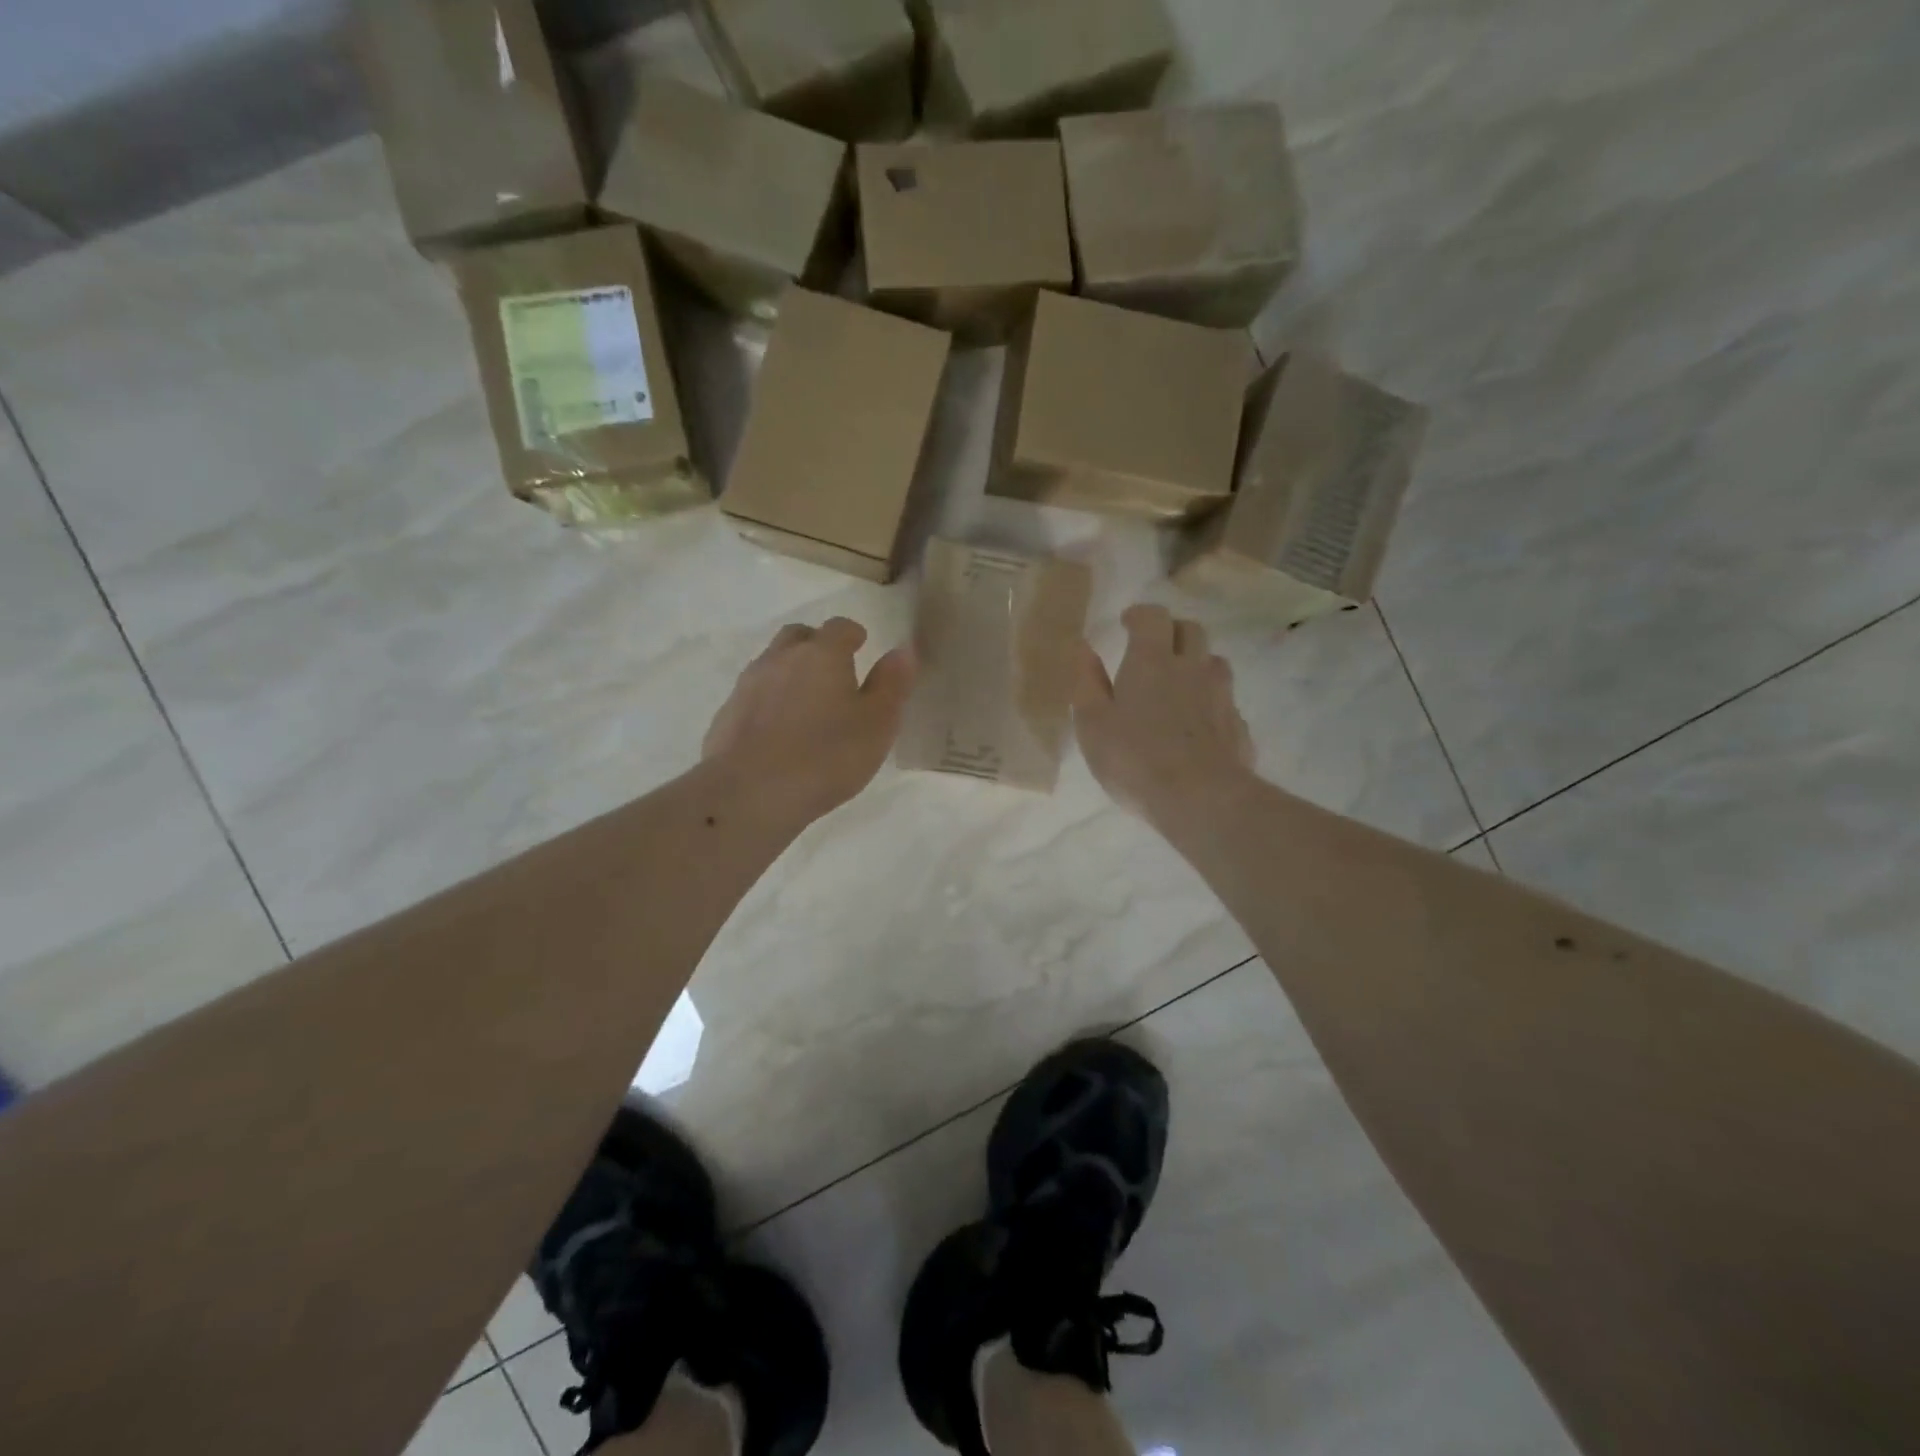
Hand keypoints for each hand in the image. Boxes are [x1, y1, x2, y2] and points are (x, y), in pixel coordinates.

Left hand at [703, 617, 914, 824]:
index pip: (839, 627)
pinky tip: (777, 732)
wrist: (751, 792)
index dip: (852, 634)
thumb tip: (902, 650)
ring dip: (789, 673)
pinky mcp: (726, 715)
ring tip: (806, 703)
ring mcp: (748, 685)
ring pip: (771, 664)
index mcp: (822, 654)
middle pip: (798, 637)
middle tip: (833, 670)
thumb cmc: (827, 755)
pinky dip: (767, 703)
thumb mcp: (877, 724)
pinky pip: (752, 696)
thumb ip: (892, 684)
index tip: (861, 645)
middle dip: (816, 645)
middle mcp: (781, 659)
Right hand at [1074, 605, 1254, 822]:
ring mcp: (1221, 696)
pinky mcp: (1239, 726)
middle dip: (1172, 632)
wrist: (1201, 799)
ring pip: (1214, 663)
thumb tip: (1082, 648)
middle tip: (1153, 650)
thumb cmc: (1135, 758)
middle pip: (1191, 630)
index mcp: (1152, 661)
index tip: (1127, 623)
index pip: (1153, 616)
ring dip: (1197, 664)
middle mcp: (1192, 668)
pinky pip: (1225, 702)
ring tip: (1179, 685)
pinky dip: (1211, 703)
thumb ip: (1087, 682)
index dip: (1140, 615)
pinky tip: (1198, 726)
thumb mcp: (1093, 724)